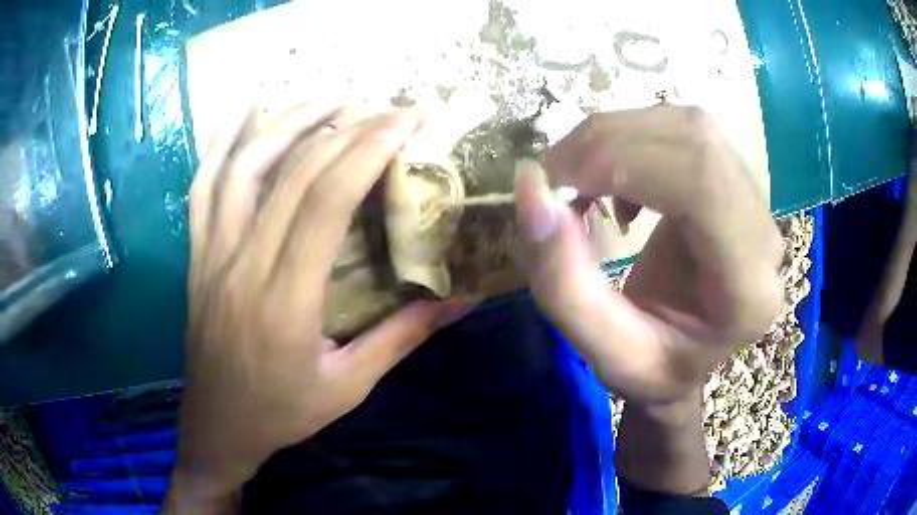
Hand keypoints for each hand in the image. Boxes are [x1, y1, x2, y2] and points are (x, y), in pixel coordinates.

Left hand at [166, 103, 462, 510]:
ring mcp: (212, 254)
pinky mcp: (197, 254)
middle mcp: (243, 265)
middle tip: (388, 106)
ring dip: (288, 119)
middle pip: (294, 174)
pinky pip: (201, 185)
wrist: (218, 425)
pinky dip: (221, 140)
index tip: (407, 120)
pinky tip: (245, 109)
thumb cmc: (282, 412)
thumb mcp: (349, 387)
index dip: (368, 150)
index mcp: (286, 301)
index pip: (327, 202)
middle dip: (347, 127)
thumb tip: (461, 300)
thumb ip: (403, 337)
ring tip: (330, 94)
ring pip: (243, 166)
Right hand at [515, 106, 783, 405]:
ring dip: (616, 138)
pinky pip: (682, 132)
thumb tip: (529, 186)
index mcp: (747, 289)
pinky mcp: (734, 181)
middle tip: (555, 179)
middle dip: (608, 142)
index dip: (621, 160)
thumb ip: (560, 280)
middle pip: (693, 139)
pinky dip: (631, 141)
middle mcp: (764, 236)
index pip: (701, 183)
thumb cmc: (655, 368)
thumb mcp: (601, 351)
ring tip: (580, 182)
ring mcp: (755, 202)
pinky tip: (617, 184)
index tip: (555, 182)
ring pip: (686, 125)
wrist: (689, 356)